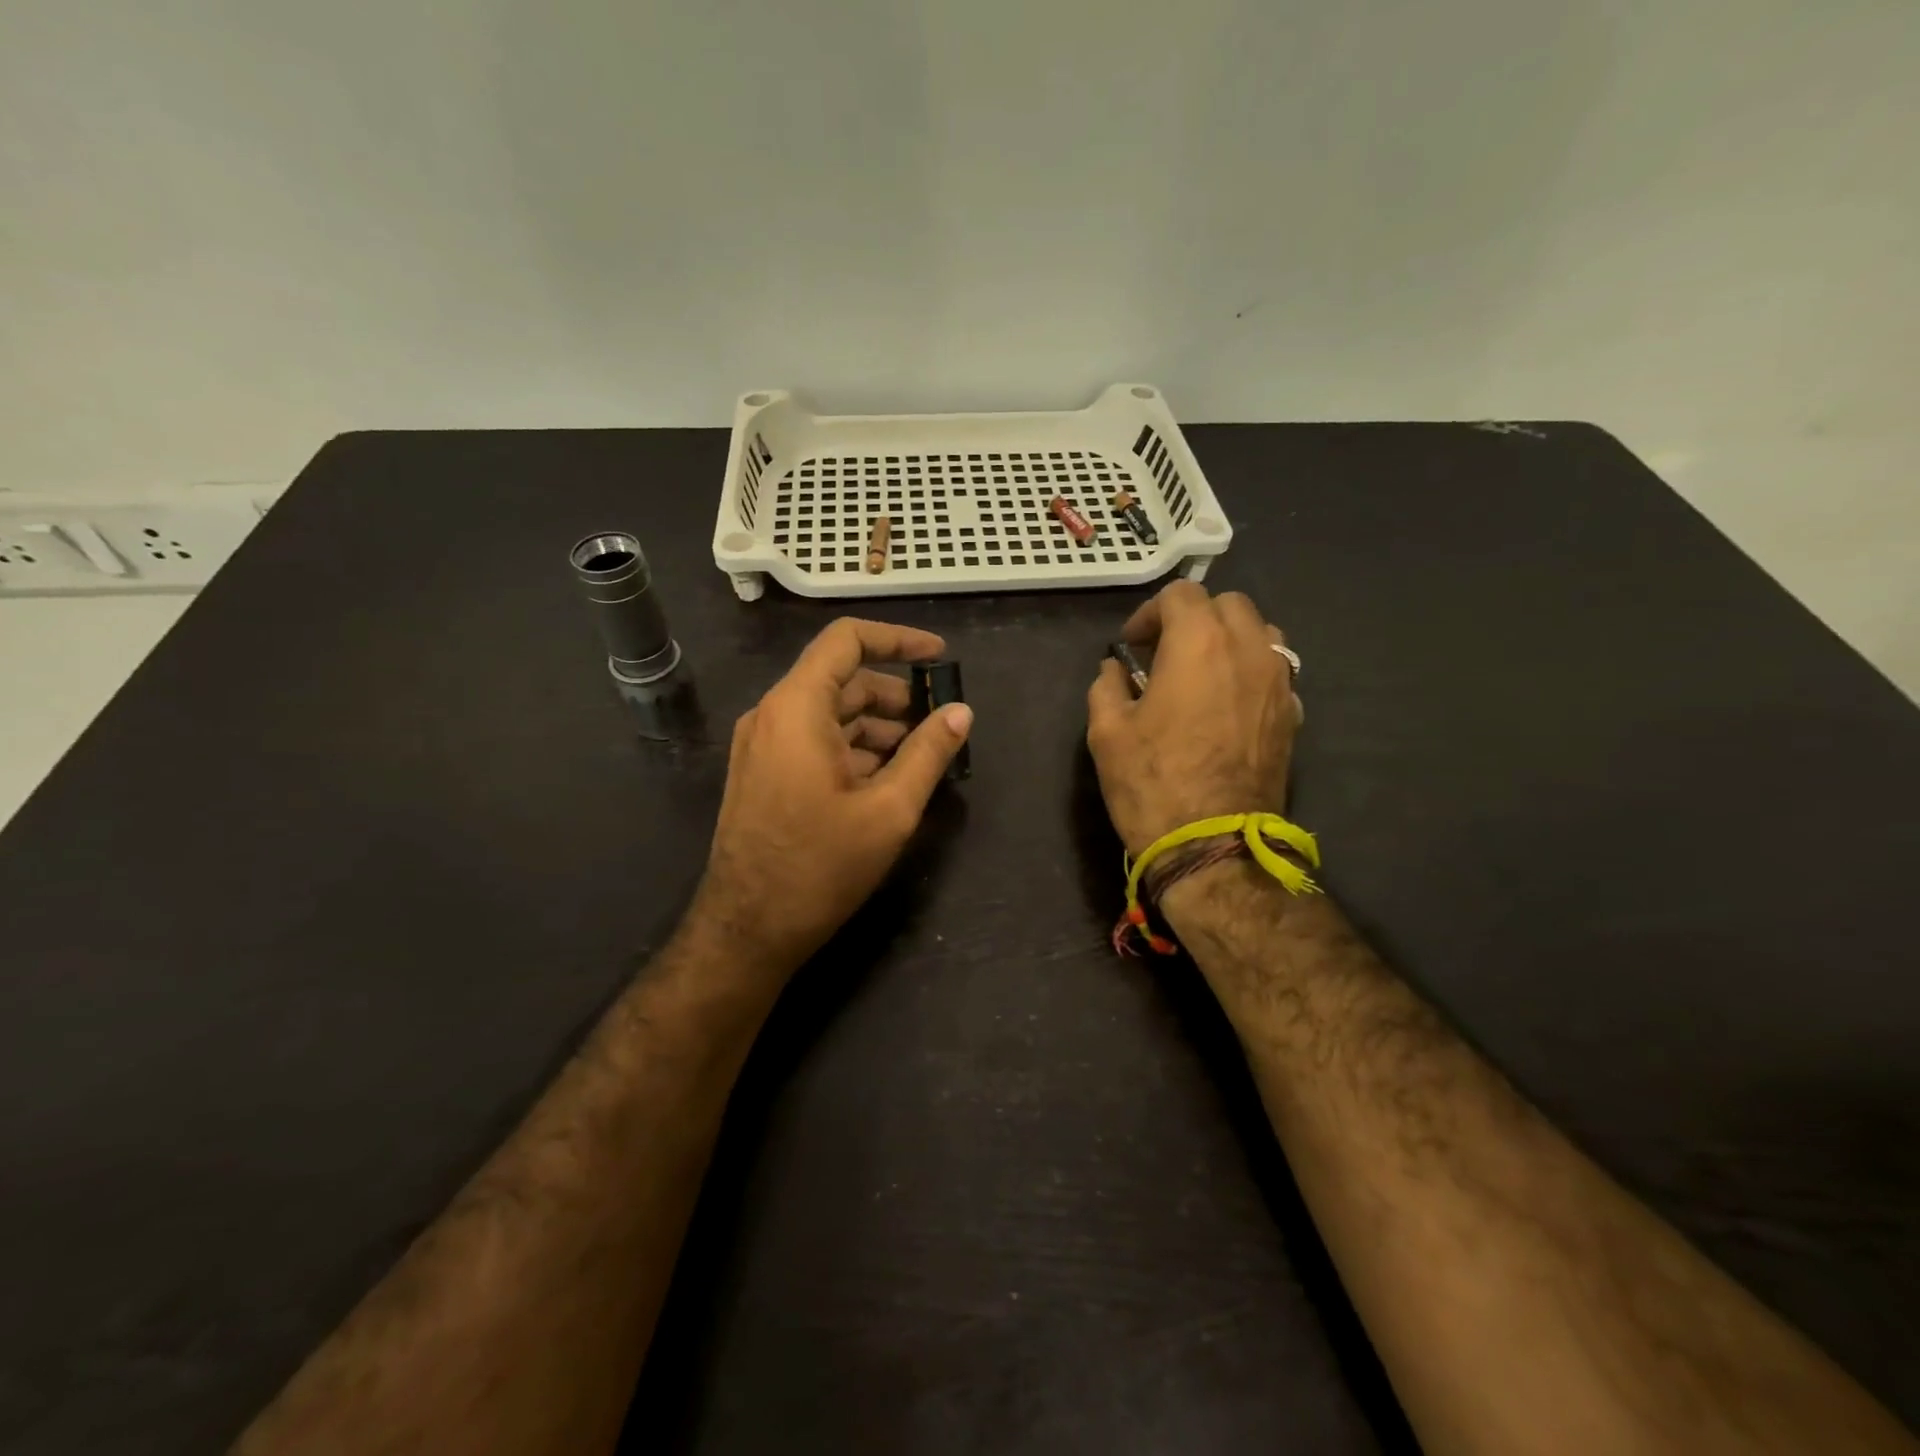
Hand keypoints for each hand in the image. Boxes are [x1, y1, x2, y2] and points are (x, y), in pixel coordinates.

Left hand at [688, 619, 972, 983]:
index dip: (898, 640)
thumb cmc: (820, 867)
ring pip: (830, 714)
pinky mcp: (762, 773)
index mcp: (797, 708)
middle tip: (940, 724)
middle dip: (896, 696)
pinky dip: (854, 748)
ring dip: (878, 727)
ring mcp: (762, 745)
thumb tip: (961, 713)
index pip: (847, 641)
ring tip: (921, 758)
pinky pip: (814, 741)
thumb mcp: (889, 810)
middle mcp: (772, 715)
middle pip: (842, 680)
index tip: (939, 658)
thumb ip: (929, 753)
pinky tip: (886, 780)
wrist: (747, 930)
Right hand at [1086, 582, 1299, 855]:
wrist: (1212, 844)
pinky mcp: (1293, 714)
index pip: (1181, 594)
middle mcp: (1248, 649)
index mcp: (1199, 643)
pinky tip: (1227, 704)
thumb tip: (1114, 669)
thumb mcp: (1106, 732)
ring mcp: (1278, 682)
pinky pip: (1275, 670)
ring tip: (1201, 672)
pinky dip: (1249, 671)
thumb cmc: (1152, 782)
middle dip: (1193, 618)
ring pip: (1260, 632)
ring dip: (1228, 639)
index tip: (1132, 645)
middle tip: (1164, 653)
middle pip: (1228, 604)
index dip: (1150, 613)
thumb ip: (1107, 686)